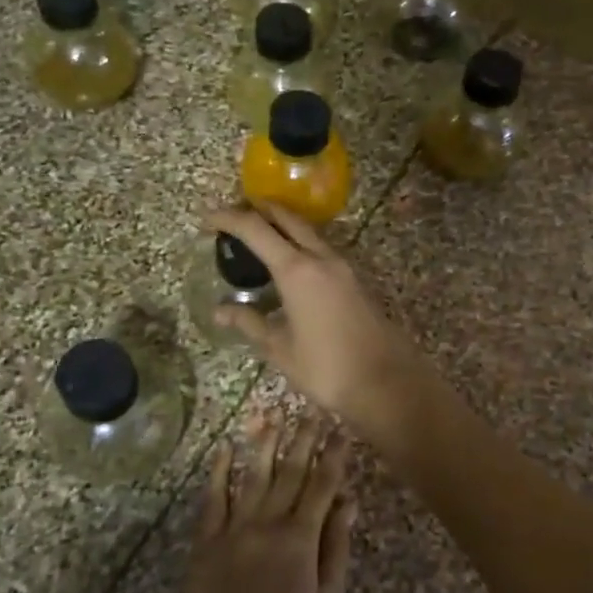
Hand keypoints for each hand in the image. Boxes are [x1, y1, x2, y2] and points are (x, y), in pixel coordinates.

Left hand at [169, 417, 354, 592]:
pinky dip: (219, 471)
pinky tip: (224, 448)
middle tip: (311, 409)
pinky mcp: (206, 542)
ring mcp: (233, 529)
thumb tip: (348, 503)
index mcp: (300, 538)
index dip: (333, 456)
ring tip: (271, 411)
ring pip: (252, 475)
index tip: (341, 430)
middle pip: (289, 471)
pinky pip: (213, 498)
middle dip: (302, 438)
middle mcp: (267, 523)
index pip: (322, 485)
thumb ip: (336, 548)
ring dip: (263, 441)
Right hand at [204, 204, 434, 438]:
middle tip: (233, 219)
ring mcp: (343, 267)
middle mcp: (322, 258)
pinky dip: (300, 245)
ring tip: (258, 239)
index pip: (255, 229)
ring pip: (308, 232)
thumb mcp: (280, 348)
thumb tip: (221, 311)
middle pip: (287, 218)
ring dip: (282, 226)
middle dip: (258, 210)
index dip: (227, 218)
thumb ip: (250, 323)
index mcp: (297, 270)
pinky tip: (289, 267)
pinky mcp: (356, 280)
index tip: (206, 221)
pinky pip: (322, 249)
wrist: (386, 382)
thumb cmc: (327, 368)